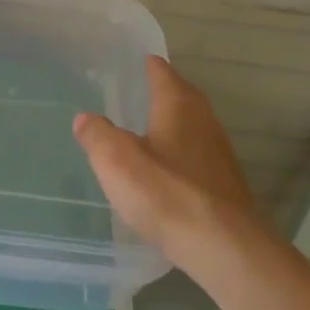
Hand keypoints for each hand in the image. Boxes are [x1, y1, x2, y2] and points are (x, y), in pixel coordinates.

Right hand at [72, 56, 262, 267]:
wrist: (225, 248)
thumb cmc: (167, 193)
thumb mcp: (116, 161)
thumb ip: (97, 134)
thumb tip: (85, 118)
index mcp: (177, 103)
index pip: (160, 70)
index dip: (145, 64)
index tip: (128, 62)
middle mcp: (203, 118)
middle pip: (179, 95)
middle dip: (158, 92)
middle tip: (131, 95)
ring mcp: (218, 152)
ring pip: (189, 126)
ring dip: (169, 125)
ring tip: (142, 133)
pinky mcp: (224, 183)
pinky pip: (195, 155)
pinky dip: (178, 154)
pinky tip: (163, 173)